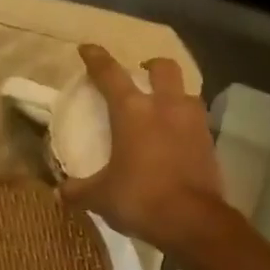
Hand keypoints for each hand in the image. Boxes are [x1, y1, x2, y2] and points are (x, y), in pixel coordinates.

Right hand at [59, 44, 228, 254]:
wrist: (193, 221)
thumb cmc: (140, 199)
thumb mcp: (100, 197)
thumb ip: (78, 190)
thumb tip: (60, 191)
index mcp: (133, 111)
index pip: (110, 74)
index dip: (96, 58)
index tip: (87, 49)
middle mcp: (166, 107)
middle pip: (163, 68)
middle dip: (150, 66)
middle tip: (140, 73)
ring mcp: (193, 122)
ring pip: (186, 92)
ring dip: (174, 93)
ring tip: (163, 107)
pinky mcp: (210, 143)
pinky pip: (196, 121)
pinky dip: (185, 123)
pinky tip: (177, 138)